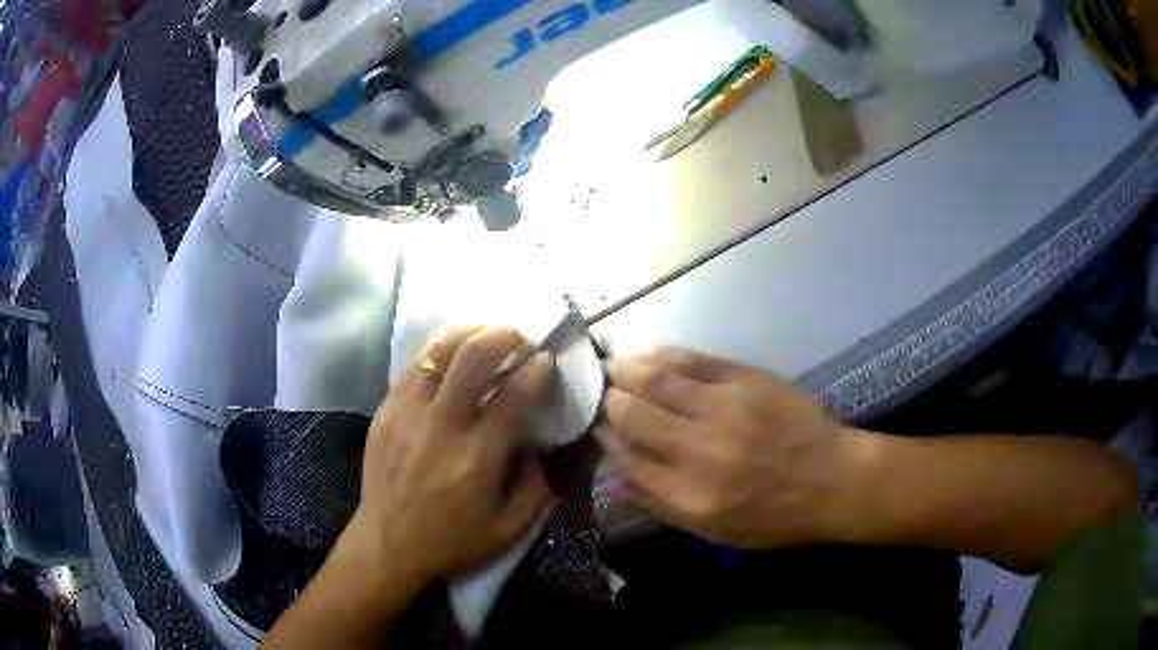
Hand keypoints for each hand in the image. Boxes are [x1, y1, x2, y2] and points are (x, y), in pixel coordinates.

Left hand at [338, 326, 555, 594]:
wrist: (387, 544)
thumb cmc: (450, 541)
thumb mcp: (507, 530)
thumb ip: (535, 488)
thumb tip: (540, 446)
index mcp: (476, 458)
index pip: (512, 396)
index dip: (535, 371)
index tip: (545, 361)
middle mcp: (441, 427)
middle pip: (473, 358)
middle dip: (502, 336)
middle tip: (519, 335)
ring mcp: (407, 414)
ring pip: (438, 352)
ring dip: (468, 333)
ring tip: (486, 332)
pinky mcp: (386, 411)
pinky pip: (413, 367)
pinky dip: (438, 353)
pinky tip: (451, 355)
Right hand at [597, 348, 863, 549]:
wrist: (833, 479)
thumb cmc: (774, 516)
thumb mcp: (714, 531)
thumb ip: (660, 505)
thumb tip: (613, 480)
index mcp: (690, 495)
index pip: (627, 458)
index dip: (606, 439)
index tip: (597, 429)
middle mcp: (700, 449)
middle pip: (634, 415)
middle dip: (608, 401)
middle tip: (599, 393)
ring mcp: (724, 408)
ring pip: (657, 380)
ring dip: (626, 371)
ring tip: (611, 367)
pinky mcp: (746, 379)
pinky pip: (693, 360)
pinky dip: (663, 356)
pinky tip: (648, 355)